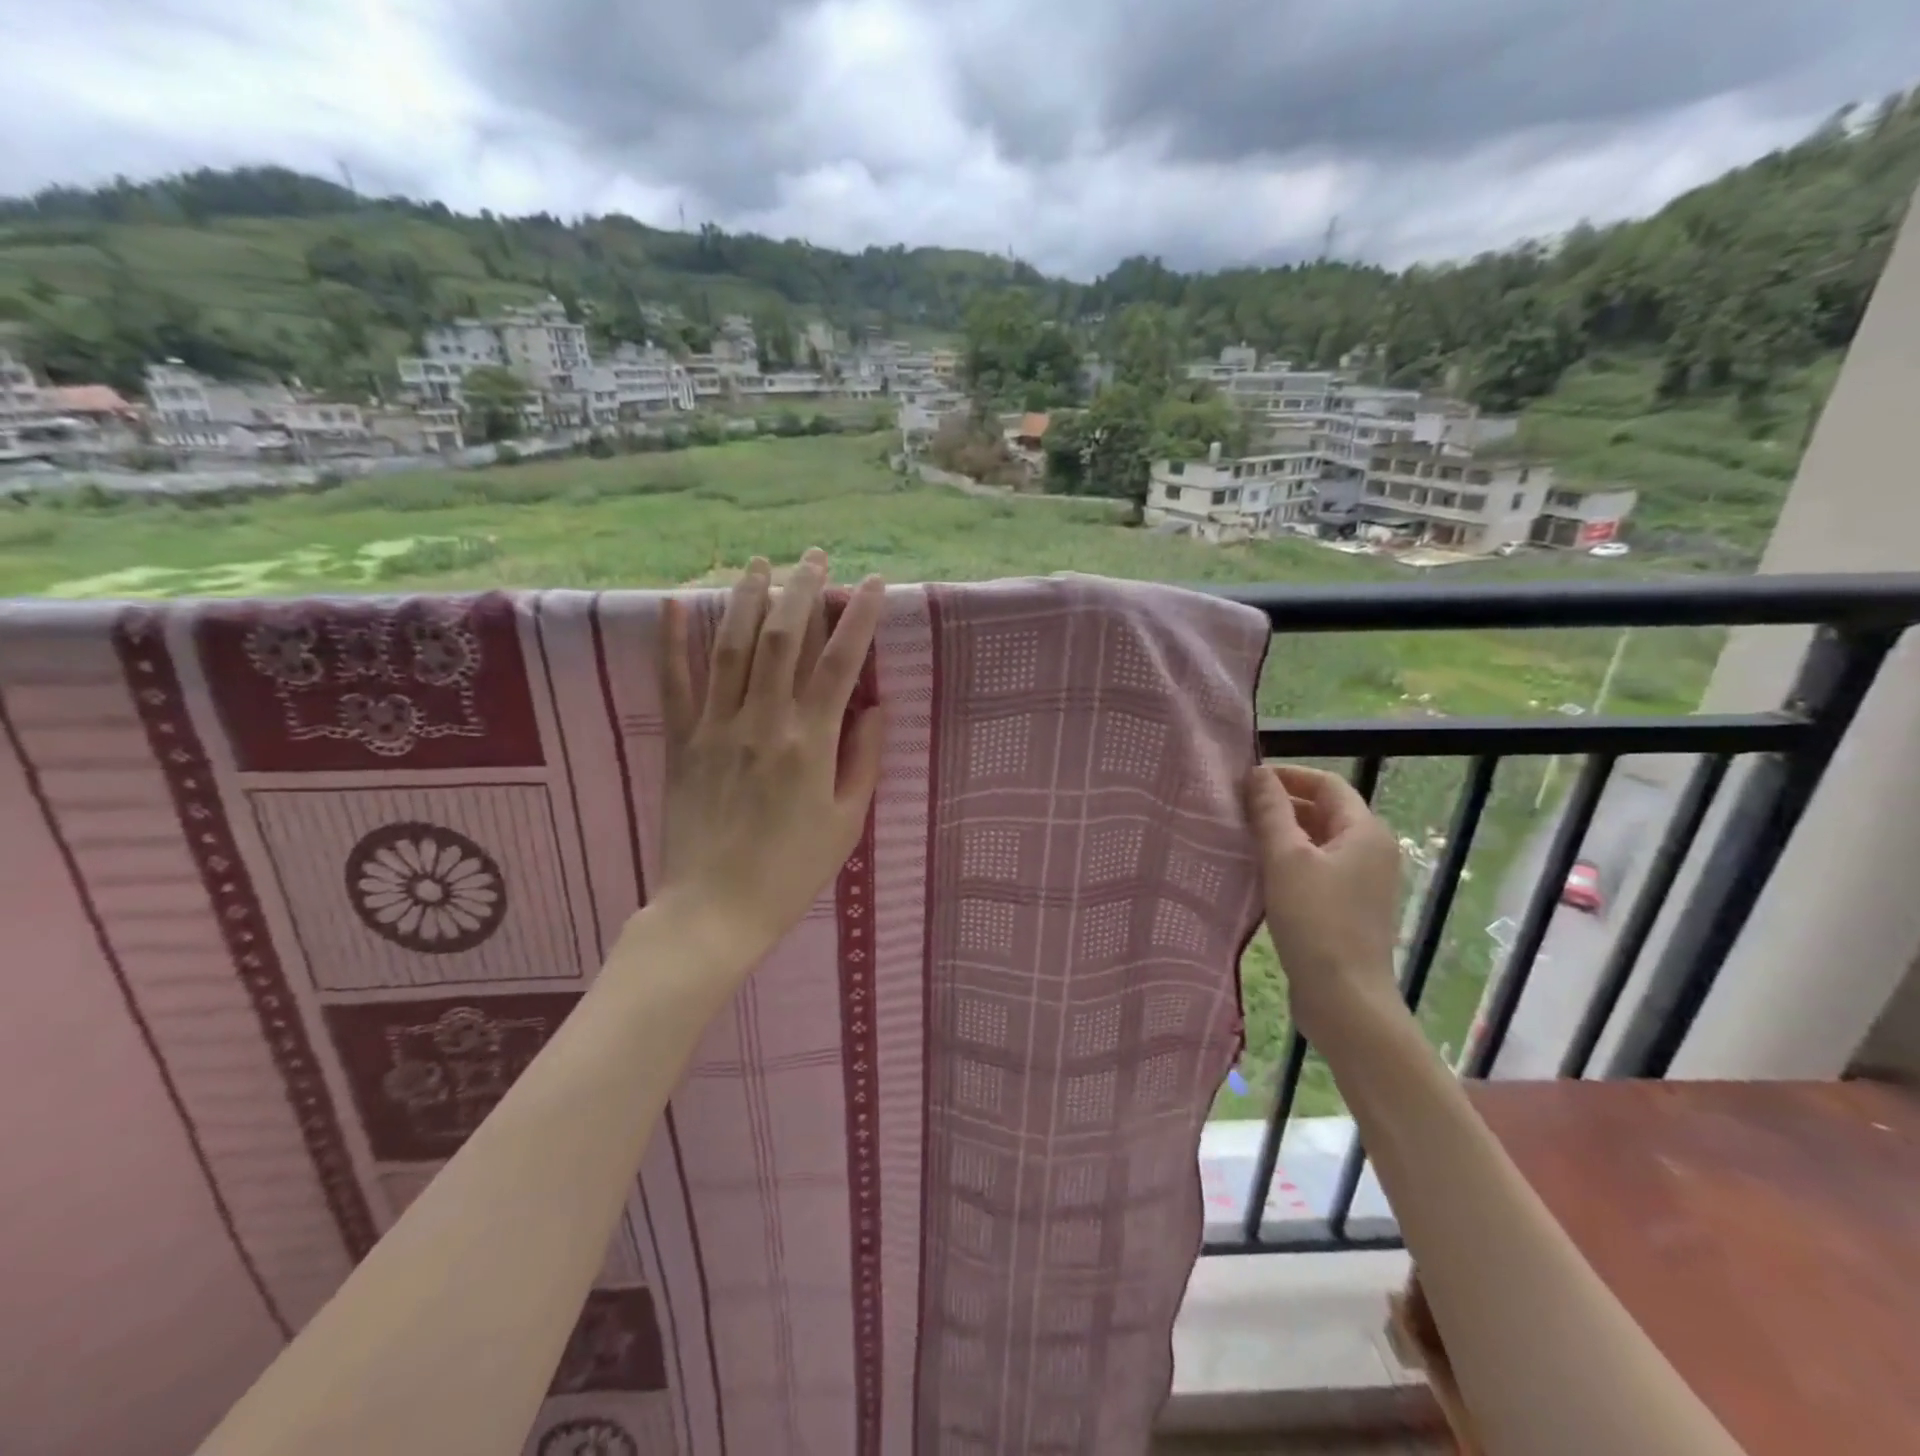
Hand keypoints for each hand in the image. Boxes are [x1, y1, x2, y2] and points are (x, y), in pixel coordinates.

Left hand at [655, 549, 885, 969]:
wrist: (714, 911)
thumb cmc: (791, 872)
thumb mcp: (845, 823)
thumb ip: (862, 760)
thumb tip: (873, 707)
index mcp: (809, 744)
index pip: (839, 664)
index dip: (859, 619)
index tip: (873, 585)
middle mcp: (762, 723)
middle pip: (783, 639)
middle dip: (802, 590)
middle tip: (816, 558)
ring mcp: (715, 728)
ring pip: (731, 647)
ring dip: (746, 598)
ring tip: (760, 563)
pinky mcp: (681, 743)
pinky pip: (674, 683)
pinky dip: (672, 641)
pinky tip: (675, 603)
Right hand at [1244, 763, 1404, 1036]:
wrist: (1344, 999)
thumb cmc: (1316, 920)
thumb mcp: (1286, 858)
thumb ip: (1271, 811)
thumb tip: (1258, 773)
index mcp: (1365, 832)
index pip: (1327, 784)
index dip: (1288, 775)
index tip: (1246, 780)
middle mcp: (1371, 851)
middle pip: (1324, 811)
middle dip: (1282, 804)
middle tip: (1237, 808)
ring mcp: (1362, 882)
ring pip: (1318, 842)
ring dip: (1282, 833)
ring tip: (1241, 836)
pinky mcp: (1348, 908)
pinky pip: (1317, 869)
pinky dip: (1289, 861)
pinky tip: (1259, 872)